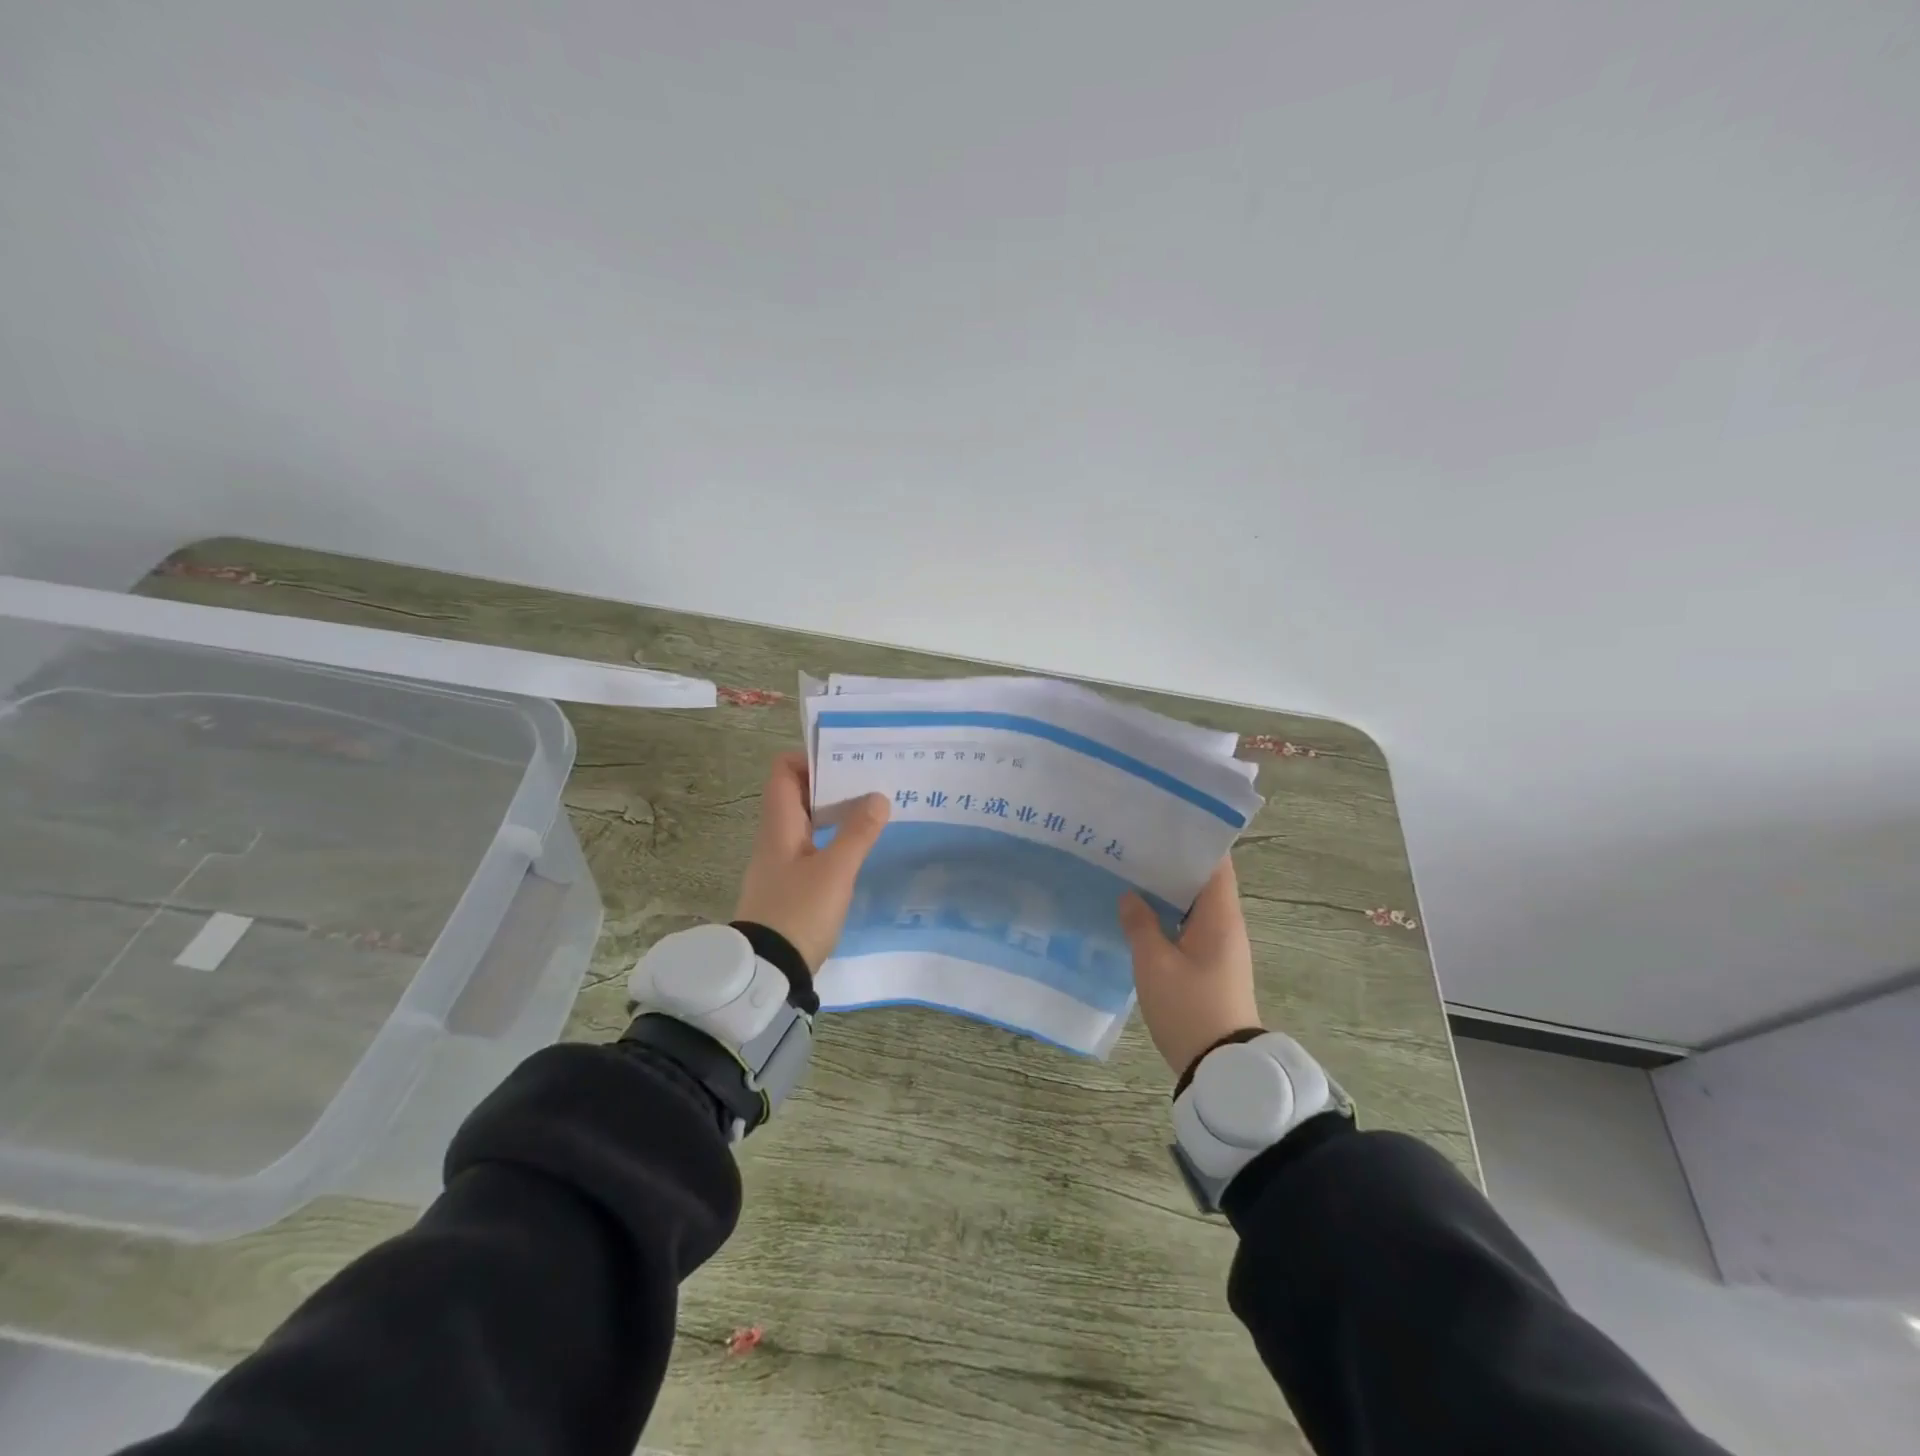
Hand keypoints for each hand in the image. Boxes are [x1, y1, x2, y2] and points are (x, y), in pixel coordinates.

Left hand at [733, 752, 889, 970]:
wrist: (768, 972)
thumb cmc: (798, 912)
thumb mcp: (835, 871)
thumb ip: (858, 832)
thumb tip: (878, 797)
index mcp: (779, 824)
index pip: (784, 771)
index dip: (811, 759)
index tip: (846, 762)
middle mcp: (775, 837)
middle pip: (798, 794)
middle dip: (833, 784)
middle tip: (871, 784)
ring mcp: (780, 862)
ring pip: (807, 822)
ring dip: (835, 813)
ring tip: (872, 812)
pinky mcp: (789, 885)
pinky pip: (811, 847)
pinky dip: (833, 839)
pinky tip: (858, 849)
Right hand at [1119, 856, 1261, 1080]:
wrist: (1220, 1068)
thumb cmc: (1190, 1007)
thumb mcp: (1155, 964)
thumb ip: (1140, 924)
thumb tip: (1130, 896)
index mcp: (1220, 916)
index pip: (1215, 863)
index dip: (1193, 840)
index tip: (1161, 823)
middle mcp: (1226, 925)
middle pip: (1201, 880)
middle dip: (1171, 862)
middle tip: (1133, 844)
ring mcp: (1219, 946)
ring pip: (1192, 904)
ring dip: (1167, 890)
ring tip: (1129, 871)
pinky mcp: (1210, 965)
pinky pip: (1188, 927)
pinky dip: (1167, 915)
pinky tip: (1138, 912)